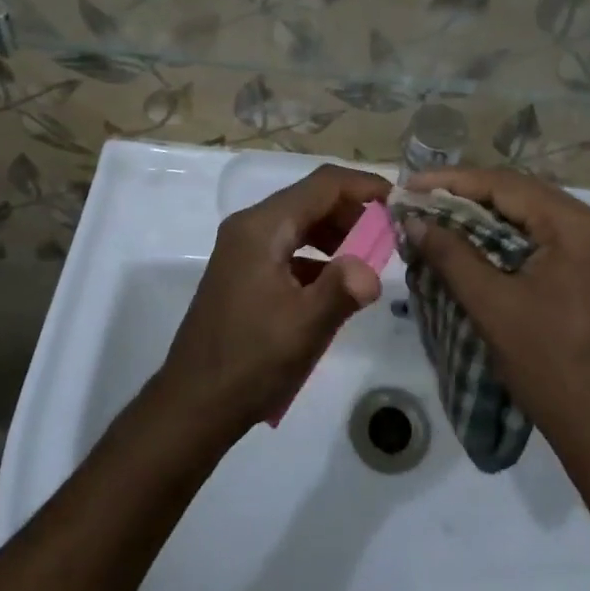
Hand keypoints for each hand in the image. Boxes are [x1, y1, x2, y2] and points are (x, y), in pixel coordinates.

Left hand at [159, 164, 387, 437]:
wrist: (192, 406)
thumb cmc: (250, 362)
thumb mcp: (304, 326)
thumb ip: (343, 289)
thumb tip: (372, 270)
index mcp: (263, 227)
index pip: (322, 184)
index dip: (362, 185)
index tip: (397, 200)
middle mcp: (250, 226)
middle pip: (310, 199)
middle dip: (352, 212)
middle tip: (388, 236)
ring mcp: (243, 248)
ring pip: (300, 222)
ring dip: (336, 233)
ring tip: (370, 258)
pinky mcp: (243, 271)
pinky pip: (288, 246)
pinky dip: (317, 254)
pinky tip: (337, 283)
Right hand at [407, 168, 589, 481]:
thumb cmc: (552, 371)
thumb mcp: (494, 308)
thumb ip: (452, 255)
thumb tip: (414, 219)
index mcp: (585, 230)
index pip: (511, 187)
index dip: (456, 183)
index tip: (413, 185)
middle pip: (529, 197)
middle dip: (474, 197)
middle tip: (426, 199)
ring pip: (543, 216)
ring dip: (496, 217)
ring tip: (448, 215)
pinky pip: (558, 238)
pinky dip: (521, 237)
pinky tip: (488, 241)